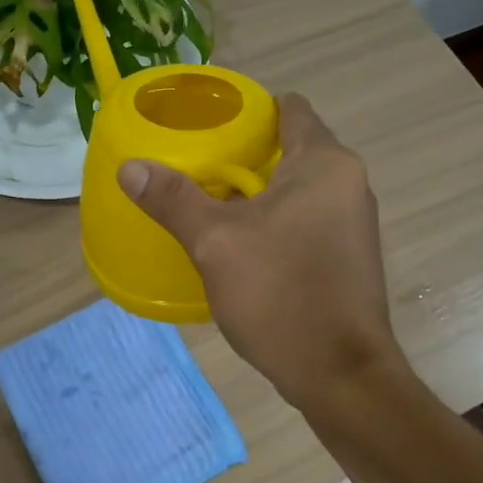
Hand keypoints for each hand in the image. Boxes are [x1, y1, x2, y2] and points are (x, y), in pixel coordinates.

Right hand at [119, 94, 404, 409]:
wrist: (339, 374)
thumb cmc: (280, 294)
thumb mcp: (215, 243)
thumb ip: (174, 199)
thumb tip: (130, 167)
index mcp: (325, 164)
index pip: (291, 109)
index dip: (250, 109)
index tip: (209, 123)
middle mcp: (348, 184)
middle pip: (291, 149)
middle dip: (244, 155)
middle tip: (195, 165)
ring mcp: (352, 223)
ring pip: (296, 189)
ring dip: (256, 193)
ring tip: (207, 203)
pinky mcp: (346, 257)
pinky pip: (303, 220)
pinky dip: (272, 222)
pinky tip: (238, 245)